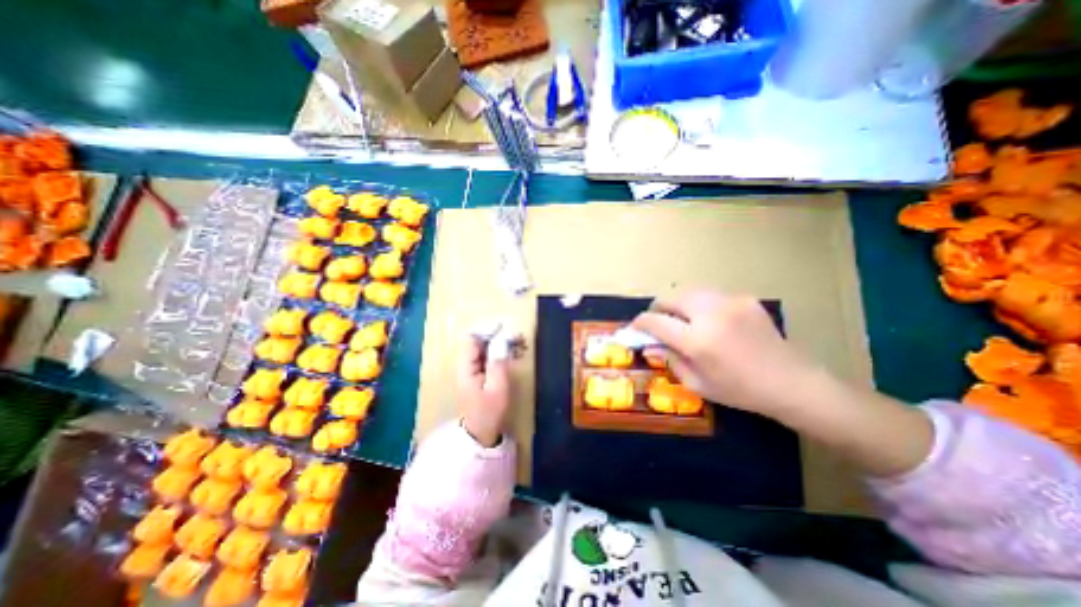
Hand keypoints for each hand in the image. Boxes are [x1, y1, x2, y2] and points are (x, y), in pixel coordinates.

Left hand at [452, 337, 510, 444]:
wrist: (480, 433)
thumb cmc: (489, 412)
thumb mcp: (497, 389)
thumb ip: (499, 364)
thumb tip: (502, 342)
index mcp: (466, 368)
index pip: (471, 339)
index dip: (486, 331)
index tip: (505, 328)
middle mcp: (467, 365)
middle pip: (479, 341)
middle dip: (498, 335)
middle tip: (517, 337)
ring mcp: (473, 369)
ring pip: (485, 348)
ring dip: (501, 343)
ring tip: (520, 343)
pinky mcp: (480, 374)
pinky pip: (489, 356)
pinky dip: (501, 352)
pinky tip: (515, 353)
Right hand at [636, 288, 934, 477]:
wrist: (792, 382)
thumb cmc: (740, 390)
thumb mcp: (697, 384)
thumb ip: (670, 360)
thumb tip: (649, 346)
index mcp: (698, 340)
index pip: (656, 322)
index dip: (640, 323)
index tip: (635, 328)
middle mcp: (711, 314)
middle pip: (671, 297)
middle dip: (658, 308)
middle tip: (658, 322)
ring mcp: (730, 302)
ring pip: (689, 291)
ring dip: (678, 304)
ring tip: (681, 319)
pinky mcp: (744, 298)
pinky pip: (710, 295)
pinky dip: (699, 304)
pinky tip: (708, 320)